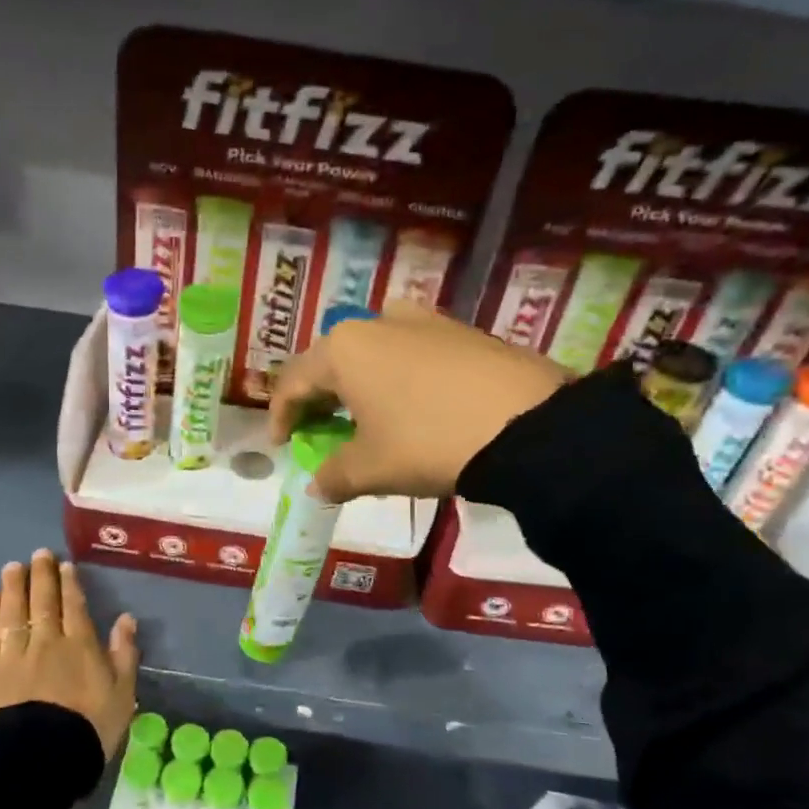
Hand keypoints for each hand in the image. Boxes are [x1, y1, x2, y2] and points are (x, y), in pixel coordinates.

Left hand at [0, 548, 139, 757]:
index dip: (69, 584)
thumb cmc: (87, 730)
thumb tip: (126, 619)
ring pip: (12, 611)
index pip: (74, 606)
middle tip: (39, 554)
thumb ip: (124, 655)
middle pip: (43, 602)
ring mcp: (12, 655)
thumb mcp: (122, 696)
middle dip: (42, 576)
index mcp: (80, 646)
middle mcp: (46, 642)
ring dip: (13, 587)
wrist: (37, 761)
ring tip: (13, 567)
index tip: (65, 565)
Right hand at [268, 302, 567, 503]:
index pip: (294, 381)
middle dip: (320, 398)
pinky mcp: (463, 331)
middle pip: (332, 361)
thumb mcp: (372, 468)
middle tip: (320, 430)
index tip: (281, 444)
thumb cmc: (428, 442)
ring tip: (367, 416)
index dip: (280, 415)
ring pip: (374, 352)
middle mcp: (378, 322)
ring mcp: (424, 321)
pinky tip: (413, 406)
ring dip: (360, 385)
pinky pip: (412, 352)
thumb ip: (334, 476)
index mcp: (344, 349)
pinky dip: (398, 378)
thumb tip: (316, 487)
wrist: (527, 423)